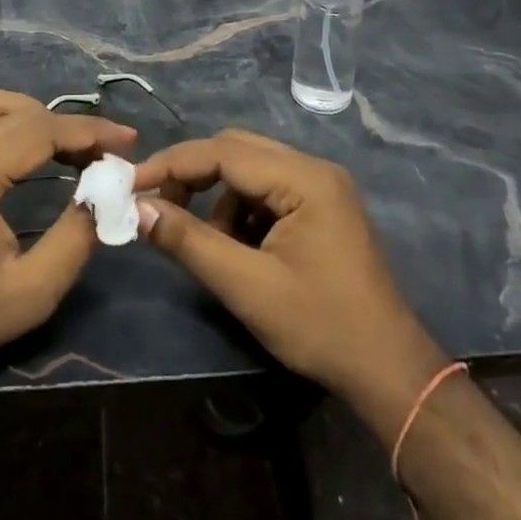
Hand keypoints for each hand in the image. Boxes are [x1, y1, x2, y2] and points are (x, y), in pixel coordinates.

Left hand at [0, 87, 135, 395]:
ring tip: (70, 147)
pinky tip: (26, 150)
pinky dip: (7, 121)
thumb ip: (76, 236)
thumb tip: (106, 193)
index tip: (130, 140)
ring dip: (36, 117)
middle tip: (104, 152)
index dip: (91, 131)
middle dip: (69, 124)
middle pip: (21, 110)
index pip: (42, 129)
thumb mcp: (33, 291)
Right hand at [133, 129, 444, 412]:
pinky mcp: (322, 206)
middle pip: (237, 150)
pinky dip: (241, 211)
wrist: (388, 369)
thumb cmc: (320, 326)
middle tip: (158, 207)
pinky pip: (268, 190)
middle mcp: (314, 168)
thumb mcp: (246, 286)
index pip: (224, 152)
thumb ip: (190, 242)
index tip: (132, 184)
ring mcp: (322, 186)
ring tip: (206, 243)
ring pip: (250, 169)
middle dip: (193, 175)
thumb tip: (140, 210)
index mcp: (303, 178)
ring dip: (218, 197)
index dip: (173, 165)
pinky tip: (237, 248)